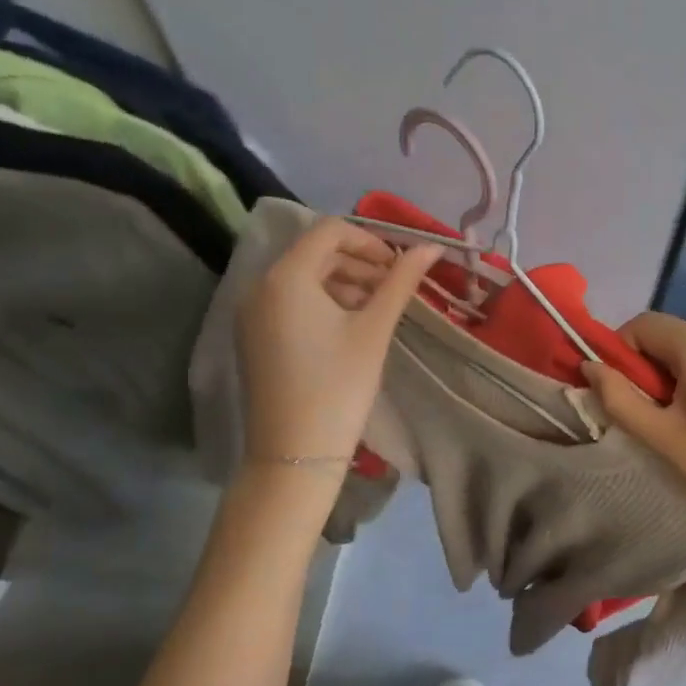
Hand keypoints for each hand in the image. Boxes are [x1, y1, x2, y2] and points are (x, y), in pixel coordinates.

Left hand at [235, 219, 439, 465]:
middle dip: (358, 262)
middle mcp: (259, 287)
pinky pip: (289, 302)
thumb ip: (401, 281)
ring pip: (302, 278)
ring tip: (376, 309)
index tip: (399, 266)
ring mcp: (252, 314)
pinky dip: (321, 302)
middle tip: (393, 287)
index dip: (370, 241)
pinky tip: (349, 327)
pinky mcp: (253, 337)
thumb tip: (432, 247)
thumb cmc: (338, 386)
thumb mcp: (374, 329)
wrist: (294, 455)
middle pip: (314, 253)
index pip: (330, 230)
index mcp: (285, 277)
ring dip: (343, 282)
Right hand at [581, 313, 685, 542]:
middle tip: (640, 409)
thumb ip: (619, 398)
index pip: (643, 324)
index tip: (616, 389)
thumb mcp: (662, 436)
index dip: (619, 349)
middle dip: (641, 364)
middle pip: (664, 334)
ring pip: (683, 348)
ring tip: (666, 418)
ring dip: (662, 373)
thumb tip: (588, 367)